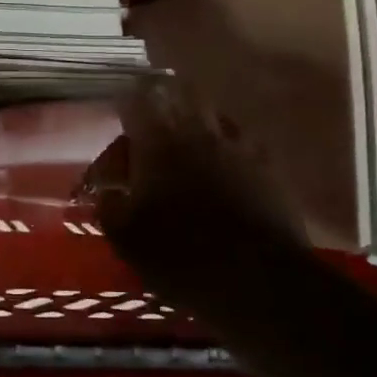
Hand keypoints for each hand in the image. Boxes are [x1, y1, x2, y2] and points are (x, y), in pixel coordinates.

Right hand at [88, 78, 311, 323]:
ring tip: (189, 145)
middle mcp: (199, 132)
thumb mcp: (126, 239)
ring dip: (197, 124)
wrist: (258, 281)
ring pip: (214, 116)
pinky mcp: (269, 167)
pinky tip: (224, 170)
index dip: (125, 106)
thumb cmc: (181, 256)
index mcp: (159, 142)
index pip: (136, 101)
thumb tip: (107, 191)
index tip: (119, 118)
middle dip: (164, 104)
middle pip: (181, 95)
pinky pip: (242, 142)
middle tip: (153, 126)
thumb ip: (109, 206)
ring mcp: (238, 146)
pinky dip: (228, 148)